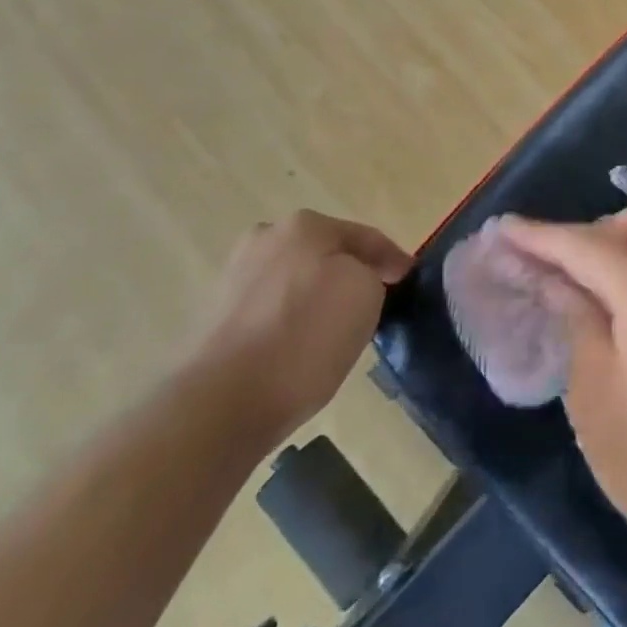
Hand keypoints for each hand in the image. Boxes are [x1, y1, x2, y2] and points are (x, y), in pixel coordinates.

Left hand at [187, 210, 410, 450]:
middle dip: (351, 274)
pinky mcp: (216, 318)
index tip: (410, 281)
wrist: (224, 402)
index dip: (394, 260)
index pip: (366, 237)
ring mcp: (235, 277)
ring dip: (318, 297)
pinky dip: (291, 322)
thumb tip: (356, 281)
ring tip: (338, 331)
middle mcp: (266, 239)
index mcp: (304, 224)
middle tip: (376, 303)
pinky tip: (301, 349)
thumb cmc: (307, 335)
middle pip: (326, 254)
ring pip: (297, 282)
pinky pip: (272, 311)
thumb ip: (371, 273)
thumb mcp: (367, 292)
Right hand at [502, 200, 626, 567]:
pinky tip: (610, 307)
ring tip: (578, 287)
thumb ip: (574, 318)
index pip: (586, 245)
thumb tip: (554, 278)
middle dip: (599, 227)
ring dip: (620, 245)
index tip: (500, 228)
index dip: (539, 235)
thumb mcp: (592, 391)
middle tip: (560, 268)